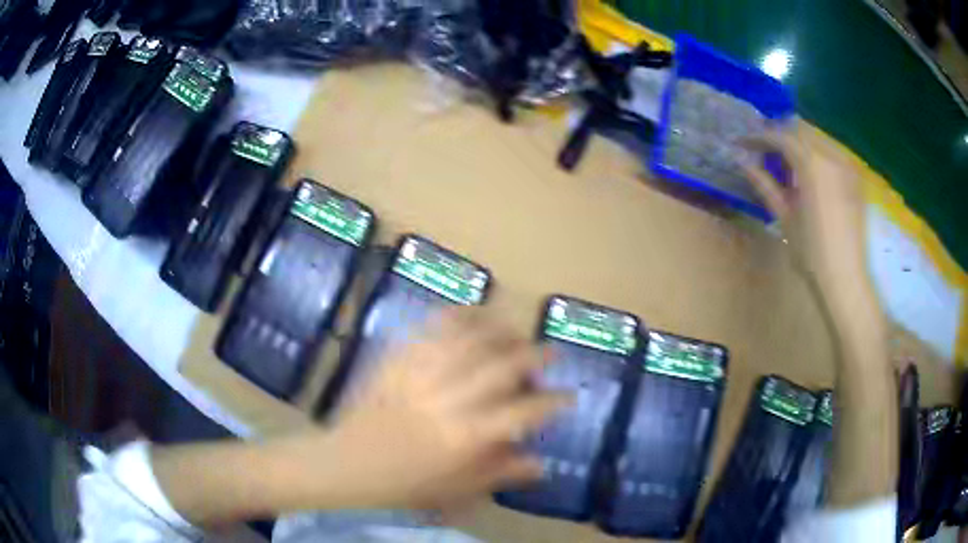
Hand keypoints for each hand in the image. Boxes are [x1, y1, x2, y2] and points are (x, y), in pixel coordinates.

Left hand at [282, 308, 570, 510]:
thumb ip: (503, 473)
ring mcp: (421, 375)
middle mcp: (450, 400)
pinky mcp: (398, 359)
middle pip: (503, 366)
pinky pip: (431, 328)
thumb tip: (542, 463)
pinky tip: (472, 313)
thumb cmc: (404, 483)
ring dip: (500, 330)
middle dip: (535, 355)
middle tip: (551, 351)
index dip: (553, 402)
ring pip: (471, 339)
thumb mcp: (457, 488)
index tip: (568, 396)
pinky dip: (457, 316)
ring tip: (515, 331)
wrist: (348, 464)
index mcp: (467, 437)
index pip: (524, 412)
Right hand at [743, 119, 866, 295]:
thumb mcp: (785, 217)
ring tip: (785, 161)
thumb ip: (765, 184)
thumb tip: (742, 162)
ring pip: (816, 139)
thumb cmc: (812, 252)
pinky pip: (831, 153)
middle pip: (799, 131)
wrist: (846, 278)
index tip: (742, 144)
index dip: (758, 137)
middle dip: (778, 136)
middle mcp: (831, 156)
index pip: (780, 137)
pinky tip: (808, 173)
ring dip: (798, 144)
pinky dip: (815, 154)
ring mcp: (846, 165)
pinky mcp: (854, 178)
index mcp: (812, 164)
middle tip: (762, 150)